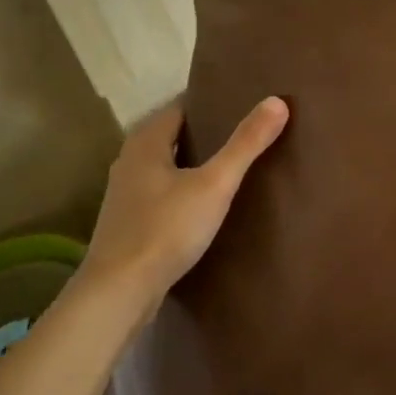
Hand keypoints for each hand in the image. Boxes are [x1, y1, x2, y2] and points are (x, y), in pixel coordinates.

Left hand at [80, 97, 289, 310]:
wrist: (118, 294)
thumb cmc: (165, 229)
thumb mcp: (214, 184)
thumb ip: (245, 144)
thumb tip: (277, 101)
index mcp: (145, 143)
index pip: (179, 107)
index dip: (209, 101)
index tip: (241, 100)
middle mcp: (129, 162)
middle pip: (171, 135)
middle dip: (204, 131)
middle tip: (243, 130)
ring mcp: (125, 196)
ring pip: (164, 166)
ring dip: (192, 162)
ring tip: (230, 164)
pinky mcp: (128, 225)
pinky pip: (160, 193)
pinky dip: (182, 189)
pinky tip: (204, 203)